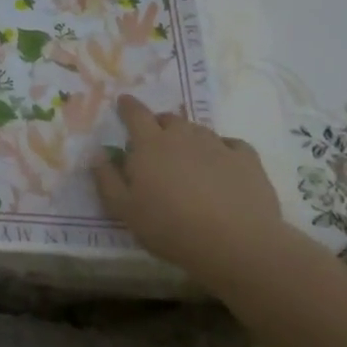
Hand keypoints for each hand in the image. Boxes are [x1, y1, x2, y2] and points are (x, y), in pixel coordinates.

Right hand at [92, 95, 288, 276]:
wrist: (237, 244)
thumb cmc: (171, 227)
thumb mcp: (125, 211)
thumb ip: (107, 180)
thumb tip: (98, 154)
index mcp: (150, 144)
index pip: (135, 114)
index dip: (128, 106)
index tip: (123, 102)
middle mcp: (183, 135)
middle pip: (168, 119)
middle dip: (159, 125)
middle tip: (155, 143)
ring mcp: (218, 145)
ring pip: (199, 131)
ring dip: (189, 138)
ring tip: (188, 159)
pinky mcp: (247, 160)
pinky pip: (232, 145)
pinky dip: (224, 150)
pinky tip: (224, 165)